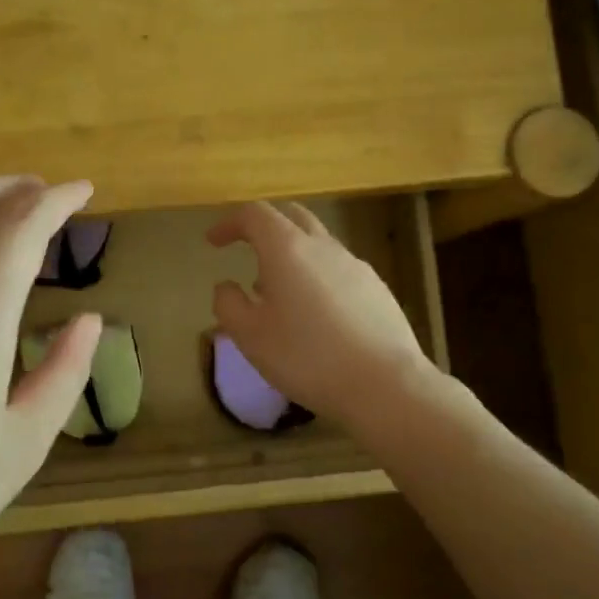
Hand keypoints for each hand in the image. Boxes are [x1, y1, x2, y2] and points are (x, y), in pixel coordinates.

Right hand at [208, 201, 437, 428]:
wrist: (384, 384)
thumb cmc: (306, 357)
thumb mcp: (250, 337)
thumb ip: (228, 304)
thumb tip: (226, 286)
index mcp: (287, 249)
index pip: (255, 215)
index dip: (230, 223)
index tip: (214, 242)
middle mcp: (323, 247)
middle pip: (292, 216)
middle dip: (265, 226)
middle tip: (247, 249)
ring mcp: (356, 265)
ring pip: (318, 243)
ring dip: (292, 254)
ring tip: (277, 291)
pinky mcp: (377, 288)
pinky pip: (338, 268)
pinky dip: (317, 275)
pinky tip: (315, 313)